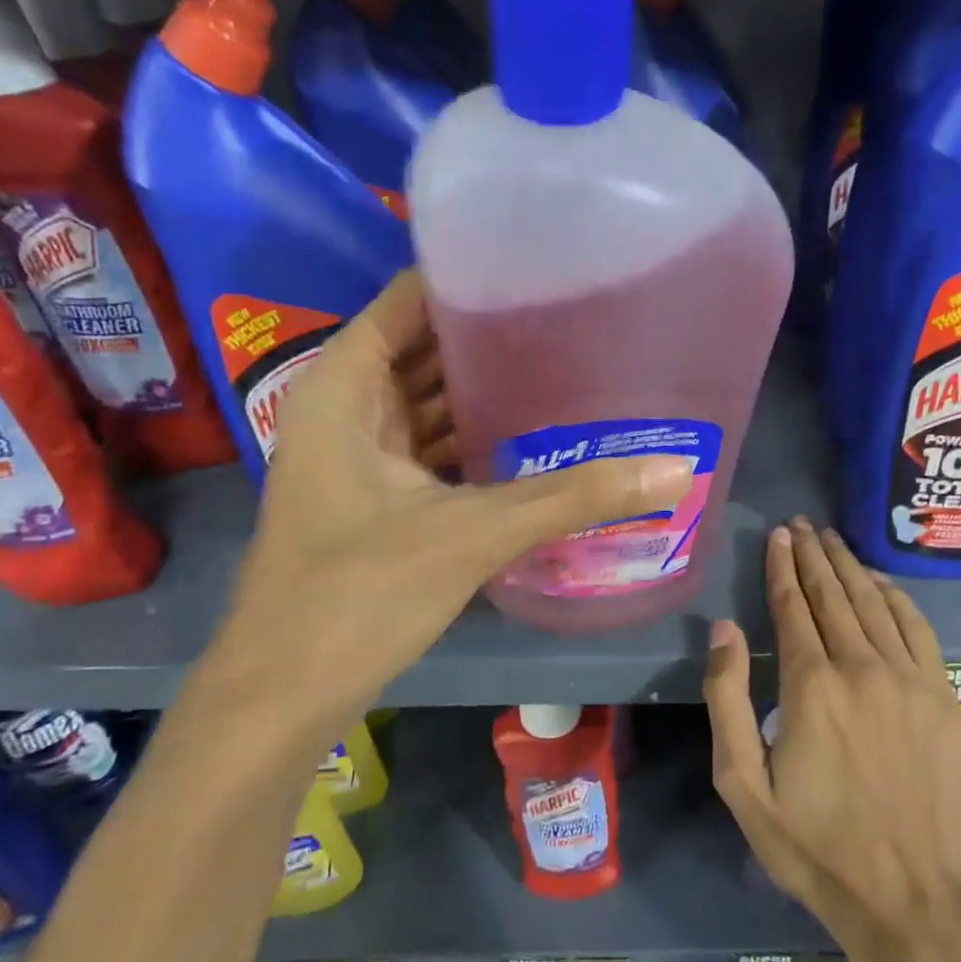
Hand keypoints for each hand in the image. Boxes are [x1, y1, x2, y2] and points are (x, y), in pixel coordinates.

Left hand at [202, 271, 692, 733]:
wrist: (285, 693)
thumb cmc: (358, 593)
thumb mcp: (471, 533)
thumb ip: (572, 498)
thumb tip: (675, 471)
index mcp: (344, 387)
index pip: (409, 301)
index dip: (468, 281)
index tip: (540, 269)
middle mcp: (346, 409)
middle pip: (425, 350)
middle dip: (490, 338)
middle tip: (573, 320)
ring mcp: (359, 457)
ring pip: (430, 404)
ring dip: (486, 394)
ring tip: (566, 369)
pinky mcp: (377, 500)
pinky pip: (433, 449)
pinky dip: (475, 442)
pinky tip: (533, 441)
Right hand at [704, 518, 960, 961]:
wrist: (907, 892)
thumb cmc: (811, 841)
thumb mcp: (742, 782)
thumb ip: (728, 698)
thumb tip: (725, 628)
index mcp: (810, 684)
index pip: (791, 606)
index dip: (781, 566)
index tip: (777, 535)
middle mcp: (861, 667)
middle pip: (833, 594)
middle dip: (813, 555)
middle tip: (800, 524)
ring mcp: (909, 679)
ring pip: (874, 603)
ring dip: (850, 566)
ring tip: (831, 540)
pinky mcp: (942, 696)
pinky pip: (918, 628)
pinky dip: (897, 597)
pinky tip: (881, 581)